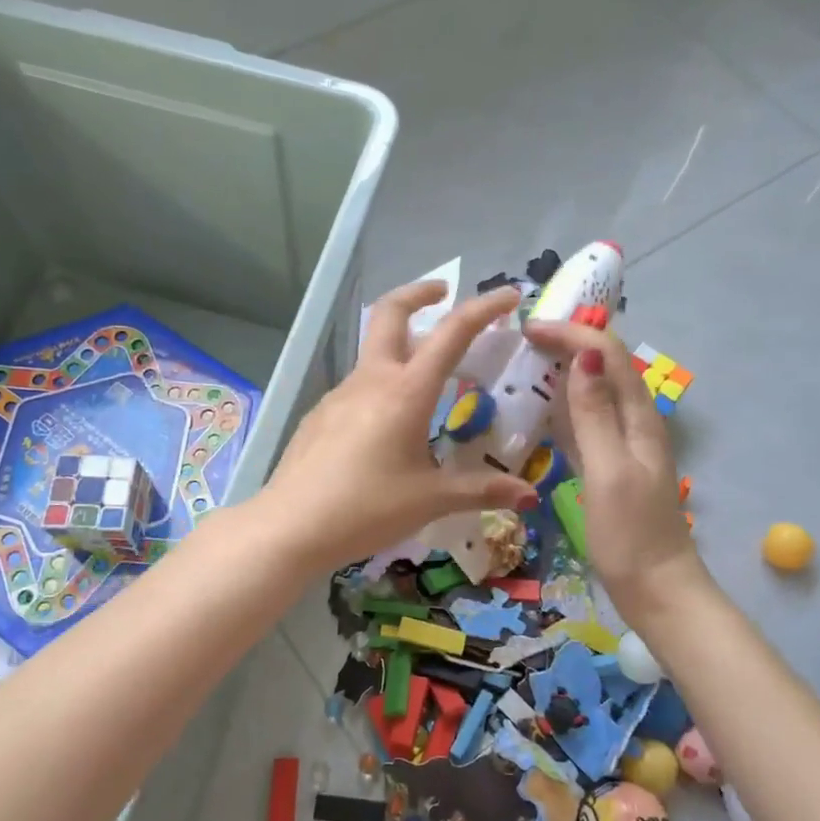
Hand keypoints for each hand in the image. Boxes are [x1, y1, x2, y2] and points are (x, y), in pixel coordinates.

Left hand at [258, 281, 537, 571]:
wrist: (290, 527)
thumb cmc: (366, 509)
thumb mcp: (430, 500)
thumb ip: (480, 490)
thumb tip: (529, 496)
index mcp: (406, 392)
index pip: (451, 333)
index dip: (483, 308)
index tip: (508, 295)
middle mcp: (371, 380)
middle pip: (391, 313)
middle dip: (419, 294)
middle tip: (443, 294)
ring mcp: (339, 394)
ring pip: (374, 354)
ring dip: (402, 348)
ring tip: (428, 383)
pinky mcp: (320, 414)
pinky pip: (358, 387)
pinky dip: (381, 386)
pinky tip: (387, 428)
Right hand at [525, 321, 706, 626]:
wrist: (656, 588)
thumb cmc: (631, 534)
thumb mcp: (609, 471)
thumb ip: (595, 416)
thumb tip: (584, 358)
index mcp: (639, 418)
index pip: (608, 356)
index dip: (572, 335)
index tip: (528, 329)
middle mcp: (635, 423)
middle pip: (605, 366)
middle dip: (569, 343)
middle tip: (523, 338)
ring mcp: (623, 445)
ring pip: (595, 391)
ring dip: (565, 370)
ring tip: (527, 362)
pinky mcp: (611, 466)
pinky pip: (587, 421)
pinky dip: (564, 405)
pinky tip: (542, 410)